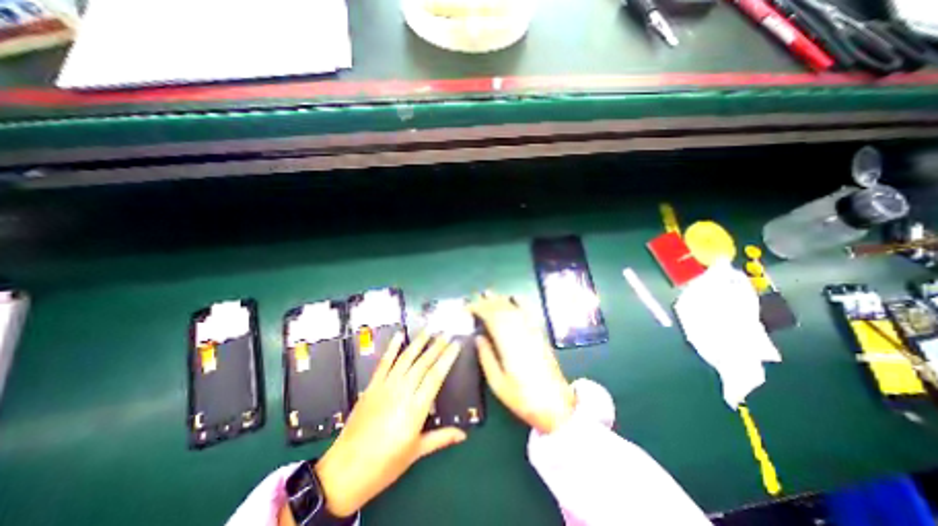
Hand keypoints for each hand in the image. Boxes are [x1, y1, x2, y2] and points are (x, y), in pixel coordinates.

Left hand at [314, 332, 467, 518]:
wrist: (345, 471)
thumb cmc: (385, 464)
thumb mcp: (416, 452)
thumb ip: (441, 438)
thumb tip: (464, 435)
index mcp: (416, 409)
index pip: (436, 376)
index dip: (447, 358)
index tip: (456, 345)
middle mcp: (402, 392)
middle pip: (423, 363)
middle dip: (436, 346)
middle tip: (446, 333)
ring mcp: (385, 387)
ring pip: (405, 359)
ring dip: (418, 342)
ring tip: (429, 330)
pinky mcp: (372, 386)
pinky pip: (384, 363)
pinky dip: (391, 347)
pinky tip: (399, 335)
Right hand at [473, 294, 574, 433]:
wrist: (555, 404)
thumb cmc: (522, 397)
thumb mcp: (498, 383)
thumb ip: (486, 357)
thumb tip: (478, 337)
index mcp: (508, 344)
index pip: (492, 318)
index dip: (478, 309)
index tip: (466, 308)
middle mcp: (521, 332)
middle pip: (502, 310)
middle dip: (486, 301)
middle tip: (473, 298)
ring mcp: (532, 332)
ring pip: (514, 308)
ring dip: (500, 299)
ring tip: (488, 294)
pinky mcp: (539, 334)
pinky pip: (529, 312)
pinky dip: (520, 302)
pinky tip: (513, 297)